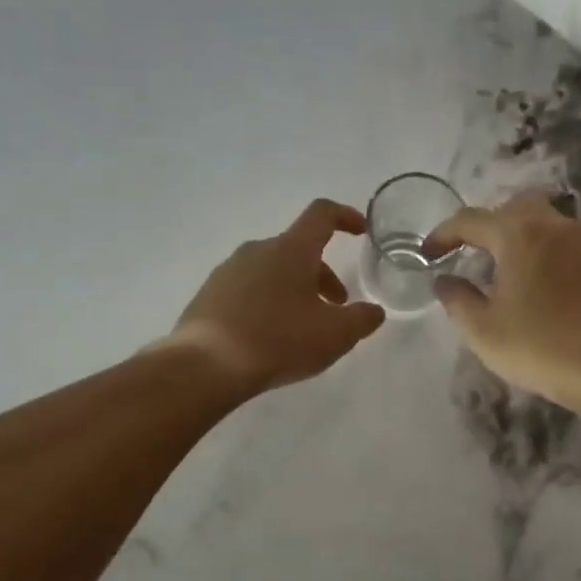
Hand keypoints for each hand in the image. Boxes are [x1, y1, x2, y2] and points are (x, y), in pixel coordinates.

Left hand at [165, 199, 386, 397]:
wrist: (206, 365)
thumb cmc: (279, 340)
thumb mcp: (335, 335)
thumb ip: (362, 319)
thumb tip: (373, 311)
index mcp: (291, 249)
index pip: (322, 215)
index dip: (345, 217)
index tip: (360, 231)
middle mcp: (257, 250)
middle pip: (298, 250)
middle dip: (323, 274)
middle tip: (336, 307)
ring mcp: (228, 271)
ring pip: (273, 271)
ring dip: (295, 290)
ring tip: (303, 328)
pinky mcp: (209, 295)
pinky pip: (248, 290)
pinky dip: (268, 303)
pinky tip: (269, 337)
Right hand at [427, 192, 580, 409]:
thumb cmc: (540, 347)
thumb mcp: (483, 330)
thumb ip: (458, 300)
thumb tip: (444, 281)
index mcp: (518, 234)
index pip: (470, 220)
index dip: (443, 234)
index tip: (427, 255)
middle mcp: (554, 226)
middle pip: (514, 206)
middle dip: (487, 224)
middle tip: (471, 252)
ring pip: (546, 220)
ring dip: (520, 234)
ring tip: (506, 267)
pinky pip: (566, 243)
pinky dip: (545, 251)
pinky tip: (540, 282)